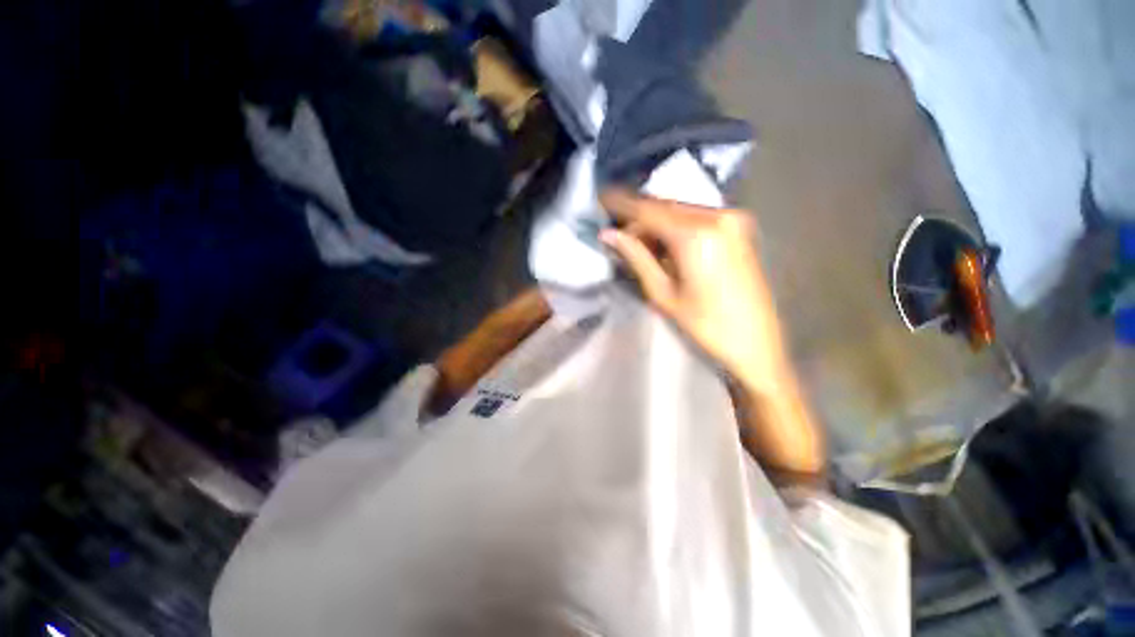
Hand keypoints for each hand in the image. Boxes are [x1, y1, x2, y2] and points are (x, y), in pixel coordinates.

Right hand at [600, 188, 822, 476]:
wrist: (757, 344)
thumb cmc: (706, 326)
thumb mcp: (663, 294)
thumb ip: (636, 257)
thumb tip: (609, 235)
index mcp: (696, 235)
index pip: (649, 210)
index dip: (622, 204)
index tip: (600, 197)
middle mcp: (717, 217)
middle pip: (665, 207)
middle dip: (638, 218)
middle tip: (617, 235)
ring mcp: (732, 220)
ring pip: (680, 212)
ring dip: (655, 224)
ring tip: (637, 245)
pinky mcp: (739, 228)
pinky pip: (696, 218)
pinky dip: (675, 227)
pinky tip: (663, 245)